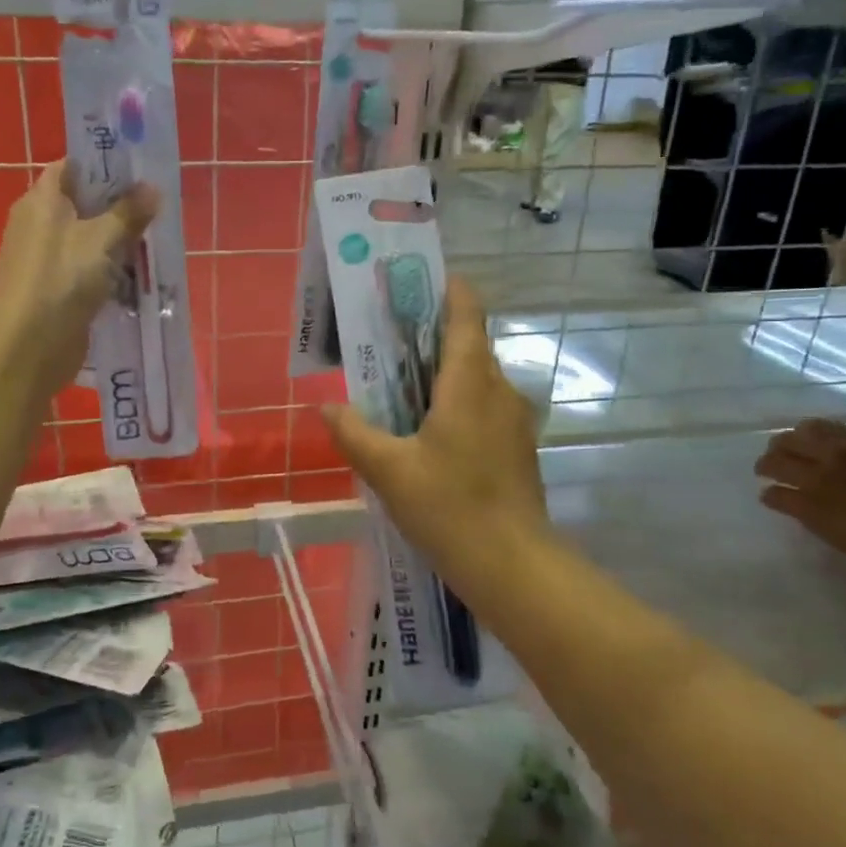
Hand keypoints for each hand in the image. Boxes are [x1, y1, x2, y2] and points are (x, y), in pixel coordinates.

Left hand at [0, 161, 158, 398]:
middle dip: (122, 207)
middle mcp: (42, 224)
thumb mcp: (100, 240)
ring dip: (121, 243)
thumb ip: (128, 213)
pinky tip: (142, 277)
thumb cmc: (60, 280)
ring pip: (92, 241)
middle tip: (160, 207)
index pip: (74, 167)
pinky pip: (92, 272)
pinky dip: (113, 273)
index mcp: (42, 200)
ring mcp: (50, 260)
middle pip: (86, 205)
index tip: (141, 168)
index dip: (105, 164)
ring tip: (159, 241)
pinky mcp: (60, 291)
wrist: (25, 347)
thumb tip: (152, 189)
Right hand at [322, 278, 549, 583]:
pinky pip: (485, 406)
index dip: (449, 290)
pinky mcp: (518, 448)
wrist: (512, 565)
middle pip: (470, 345)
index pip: (467, 315)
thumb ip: (355, 432)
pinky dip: (458, 402)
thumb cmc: (449, 507)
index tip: (420, 281)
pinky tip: (429, 430)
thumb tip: (327, 406)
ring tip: (403, 385)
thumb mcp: (389, 470)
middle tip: (390, 339)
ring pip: (478, 379)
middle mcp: (500, 390)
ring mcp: (515, 421)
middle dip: (434, 335)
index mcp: (470, 383)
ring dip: (445, 373)